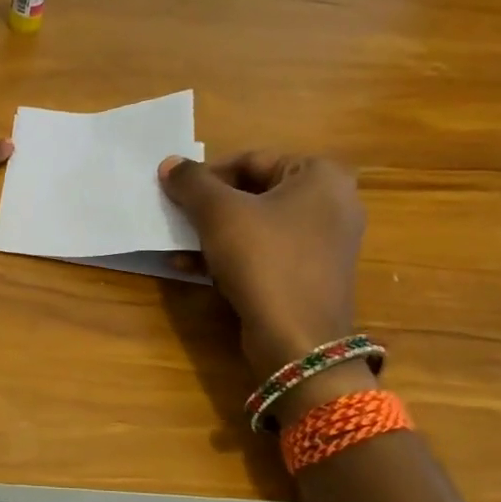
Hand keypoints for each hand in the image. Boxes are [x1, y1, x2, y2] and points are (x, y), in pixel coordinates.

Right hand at [158, 152, 365, 383]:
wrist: (297, 341)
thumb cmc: (264, 260)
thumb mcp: (219, 213)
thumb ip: (191, 182)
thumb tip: (169, 164)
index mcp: (320, 176)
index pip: (251, 160)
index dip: (207, 174)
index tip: (177, 192)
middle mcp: (331, 203)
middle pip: (253, 191)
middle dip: (208, 206)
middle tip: (176, 216)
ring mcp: (323, 243)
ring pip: (255, 225)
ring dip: (211, 232)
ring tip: (177, 243)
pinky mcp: (309, 275)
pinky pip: (264, 253)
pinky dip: (229, 255)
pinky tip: (190, 267)